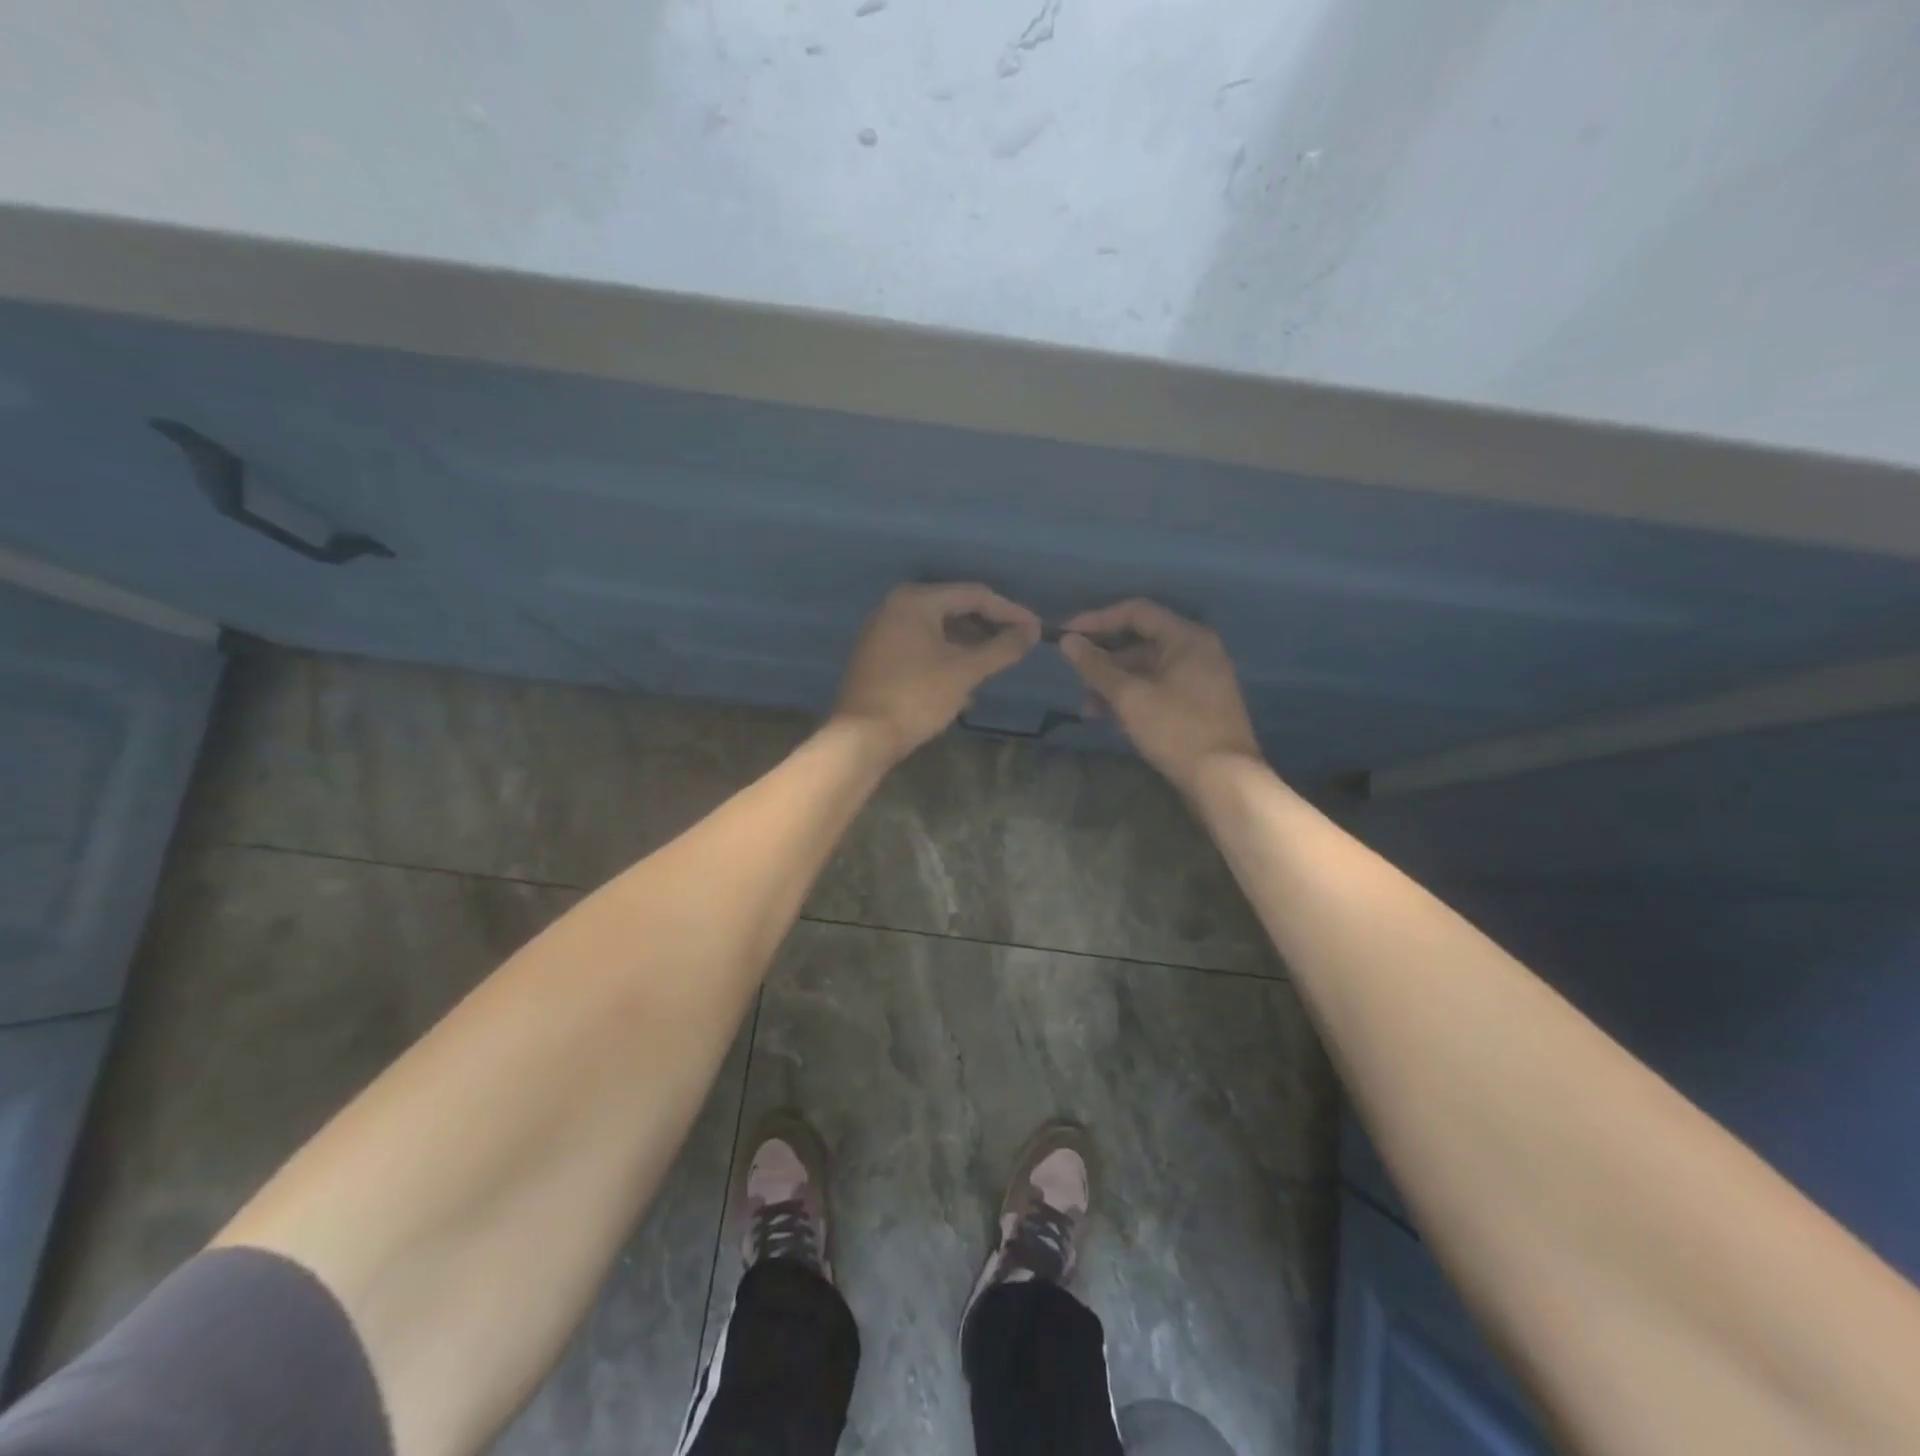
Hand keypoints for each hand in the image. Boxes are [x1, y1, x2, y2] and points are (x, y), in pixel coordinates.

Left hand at [833, 583, 1041, 760]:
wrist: (862, 737)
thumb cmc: (916, 697)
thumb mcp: (965, 671)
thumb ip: (1002, 648)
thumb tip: (1032, 631)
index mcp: (916, 600)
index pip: (974, 595)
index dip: (1009, 611)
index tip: (1035, 629)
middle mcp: (895, 606)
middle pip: (954, 609)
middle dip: (987, 628)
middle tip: (1016, 646)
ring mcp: (882, 631)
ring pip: (937, 630)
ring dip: (968, 646)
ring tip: (993, 666)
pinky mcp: (877, 655)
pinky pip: (920, 646)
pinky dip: (945, 658)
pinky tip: (963, 685)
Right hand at [1058, 599, 1259, 791]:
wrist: (1225, 780)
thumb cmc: (1176, 730)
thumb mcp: (1130, 697)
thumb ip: (1096, 666)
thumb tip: (1068, 641)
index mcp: (1187, 638)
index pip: (1136, 612)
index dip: (1097, 620)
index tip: (1066, 634)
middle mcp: (1198, 651)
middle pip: (1141, 641)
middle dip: (1104, 659)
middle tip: (1075, 676)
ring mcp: (1201, 679)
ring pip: (1147, 669)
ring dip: (1115, 683)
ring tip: (1088, 708)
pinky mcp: (1199, 705)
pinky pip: (1158, 688)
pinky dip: (1133, 698)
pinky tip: (1111, 718)